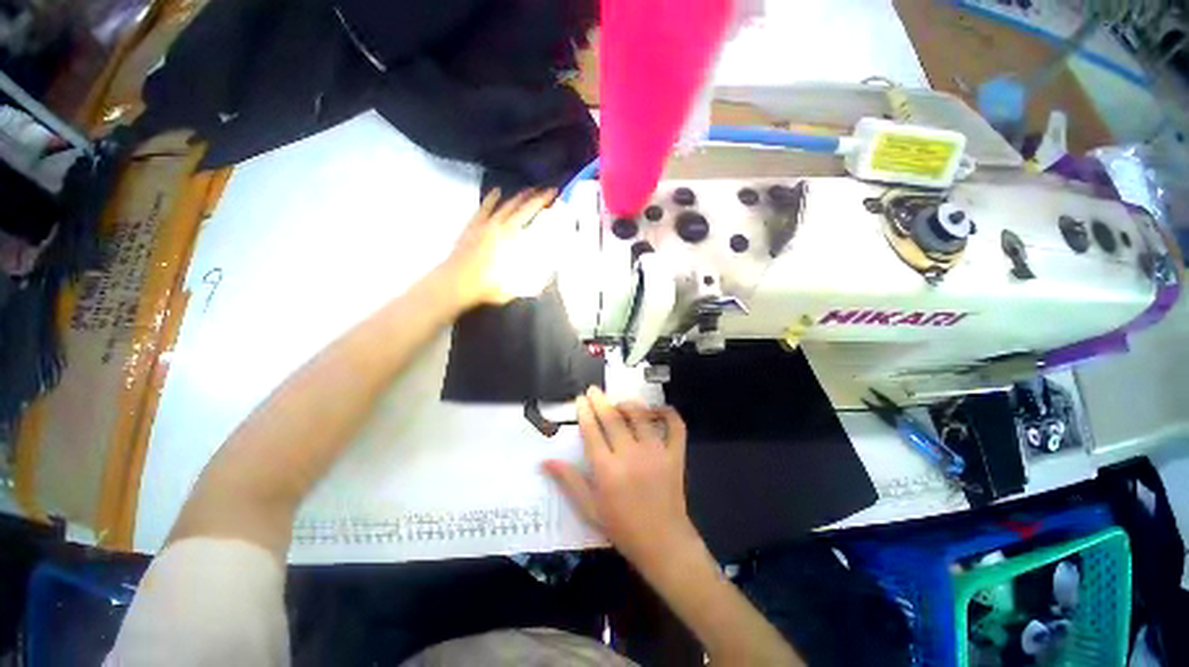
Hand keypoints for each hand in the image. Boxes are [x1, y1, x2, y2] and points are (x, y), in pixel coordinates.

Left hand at [444, 188, 557, 309]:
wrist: (457, 283)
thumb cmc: (488, 286)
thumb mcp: (517, 285)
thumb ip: (535, 279)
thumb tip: (550, 271)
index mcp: (512, 236)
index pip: (531, 212)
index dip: (543, 200)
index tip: (553, 191)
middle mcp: (500, 225)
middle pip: (520, 205)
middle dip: (535, 195)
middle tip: (546, 188)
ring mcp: (485, 224)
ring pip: (504, 204)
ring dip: (518, 196)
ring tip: (529, 188)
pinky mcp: (473, 227)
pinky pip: (484, 208)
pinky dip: (491, 198)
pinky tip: (497, 191)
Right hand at [544, 386, 700, 573]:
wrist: (662, 542)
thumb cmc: (622, 527)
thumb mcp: (589, 508)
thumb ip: (568, 481)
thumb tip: (545, 461)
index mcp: (607, 469)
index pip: (592, 431)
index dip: (585, 412)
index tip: (581, 399)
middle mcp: (631, 455)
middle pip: (613, 418)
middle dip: (601, 401)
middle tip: (593, 390)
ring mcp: (656, 452)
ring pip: (641, 416)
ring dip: (628, 404)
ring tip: (619, 401)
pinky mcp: (675, 454)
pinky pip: (675, 425)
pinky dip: (668, 413)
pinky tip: (657, 409)